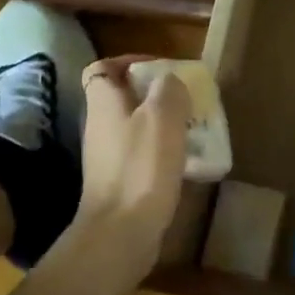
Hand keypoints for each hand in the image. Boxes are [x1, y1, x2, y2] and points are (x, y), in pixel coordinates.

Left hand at [75, 55, 191, 268]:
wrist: (121, 232)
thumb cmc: (141, 168)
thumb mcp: (162, 117)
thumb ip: (168, 90)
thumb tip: (170, 81)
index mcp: (104, 104)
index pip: (102, 69)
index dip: (127, 62)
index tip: (160, 68)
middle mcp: (100, 127)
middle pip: (123, 99)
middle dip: (155, 95)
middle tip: (186, 99)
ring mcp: (108, 157)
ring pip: (136, 128)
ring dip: (163, 125)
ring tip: (193, 128)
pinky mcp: (120, 182)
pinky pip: (143, 156)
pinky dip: (163, 153)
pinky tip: (187, 163)